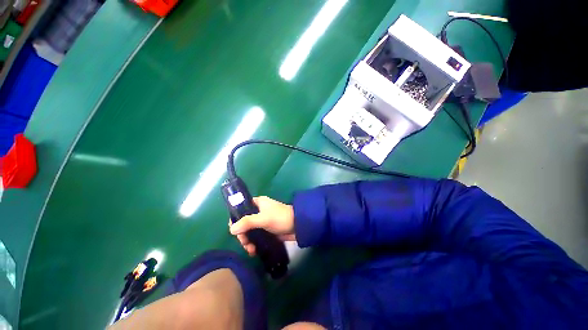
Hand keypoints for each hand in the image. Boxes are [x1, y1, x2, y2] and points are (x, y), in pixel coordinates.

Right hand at [228, 196, 294, 255]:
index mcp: (257, 203)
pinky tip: (254, 251)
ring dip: (247, 241)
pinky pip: (256, 237)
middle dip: (242, 234)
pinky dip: (254, 244)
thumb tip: (231, 229)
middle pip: (243, 223)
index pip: (241, 209)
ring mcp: (262, 222)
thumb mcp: (263, 218)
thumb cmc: (280, 218)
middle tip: (245, 243)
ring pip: (249, 231)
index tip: (234, 230)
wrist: (298, 226)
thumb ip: (247, 222)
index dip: (235, 219)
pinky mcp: (267, 231)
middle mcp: (258, 211)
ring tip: (251, 250)